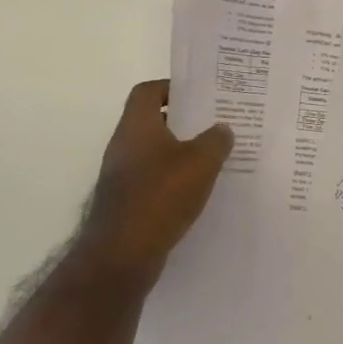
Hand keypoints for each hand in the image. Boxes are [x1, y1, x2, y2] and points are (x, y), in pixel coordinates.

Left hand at [74, 80, 233, 288]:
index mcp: (137, 125)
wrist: (121, 254)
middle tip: (213, 126)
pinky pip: (151, 180)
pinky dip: (170, 181)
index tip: (198, 96)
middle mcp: (123, 145)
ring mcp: (120, 176)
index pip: (148, 91)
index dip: (172, 88)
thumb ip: (215, 141)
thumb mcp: (200, 162)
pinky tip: (195, 192)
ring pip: (153, 153)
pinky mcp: (124, 203)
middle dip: (182, 122)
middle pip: (152, 121)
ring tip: (211, 159)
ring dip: (178, 154)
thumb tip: (222, 129)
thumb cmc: (160, 195)